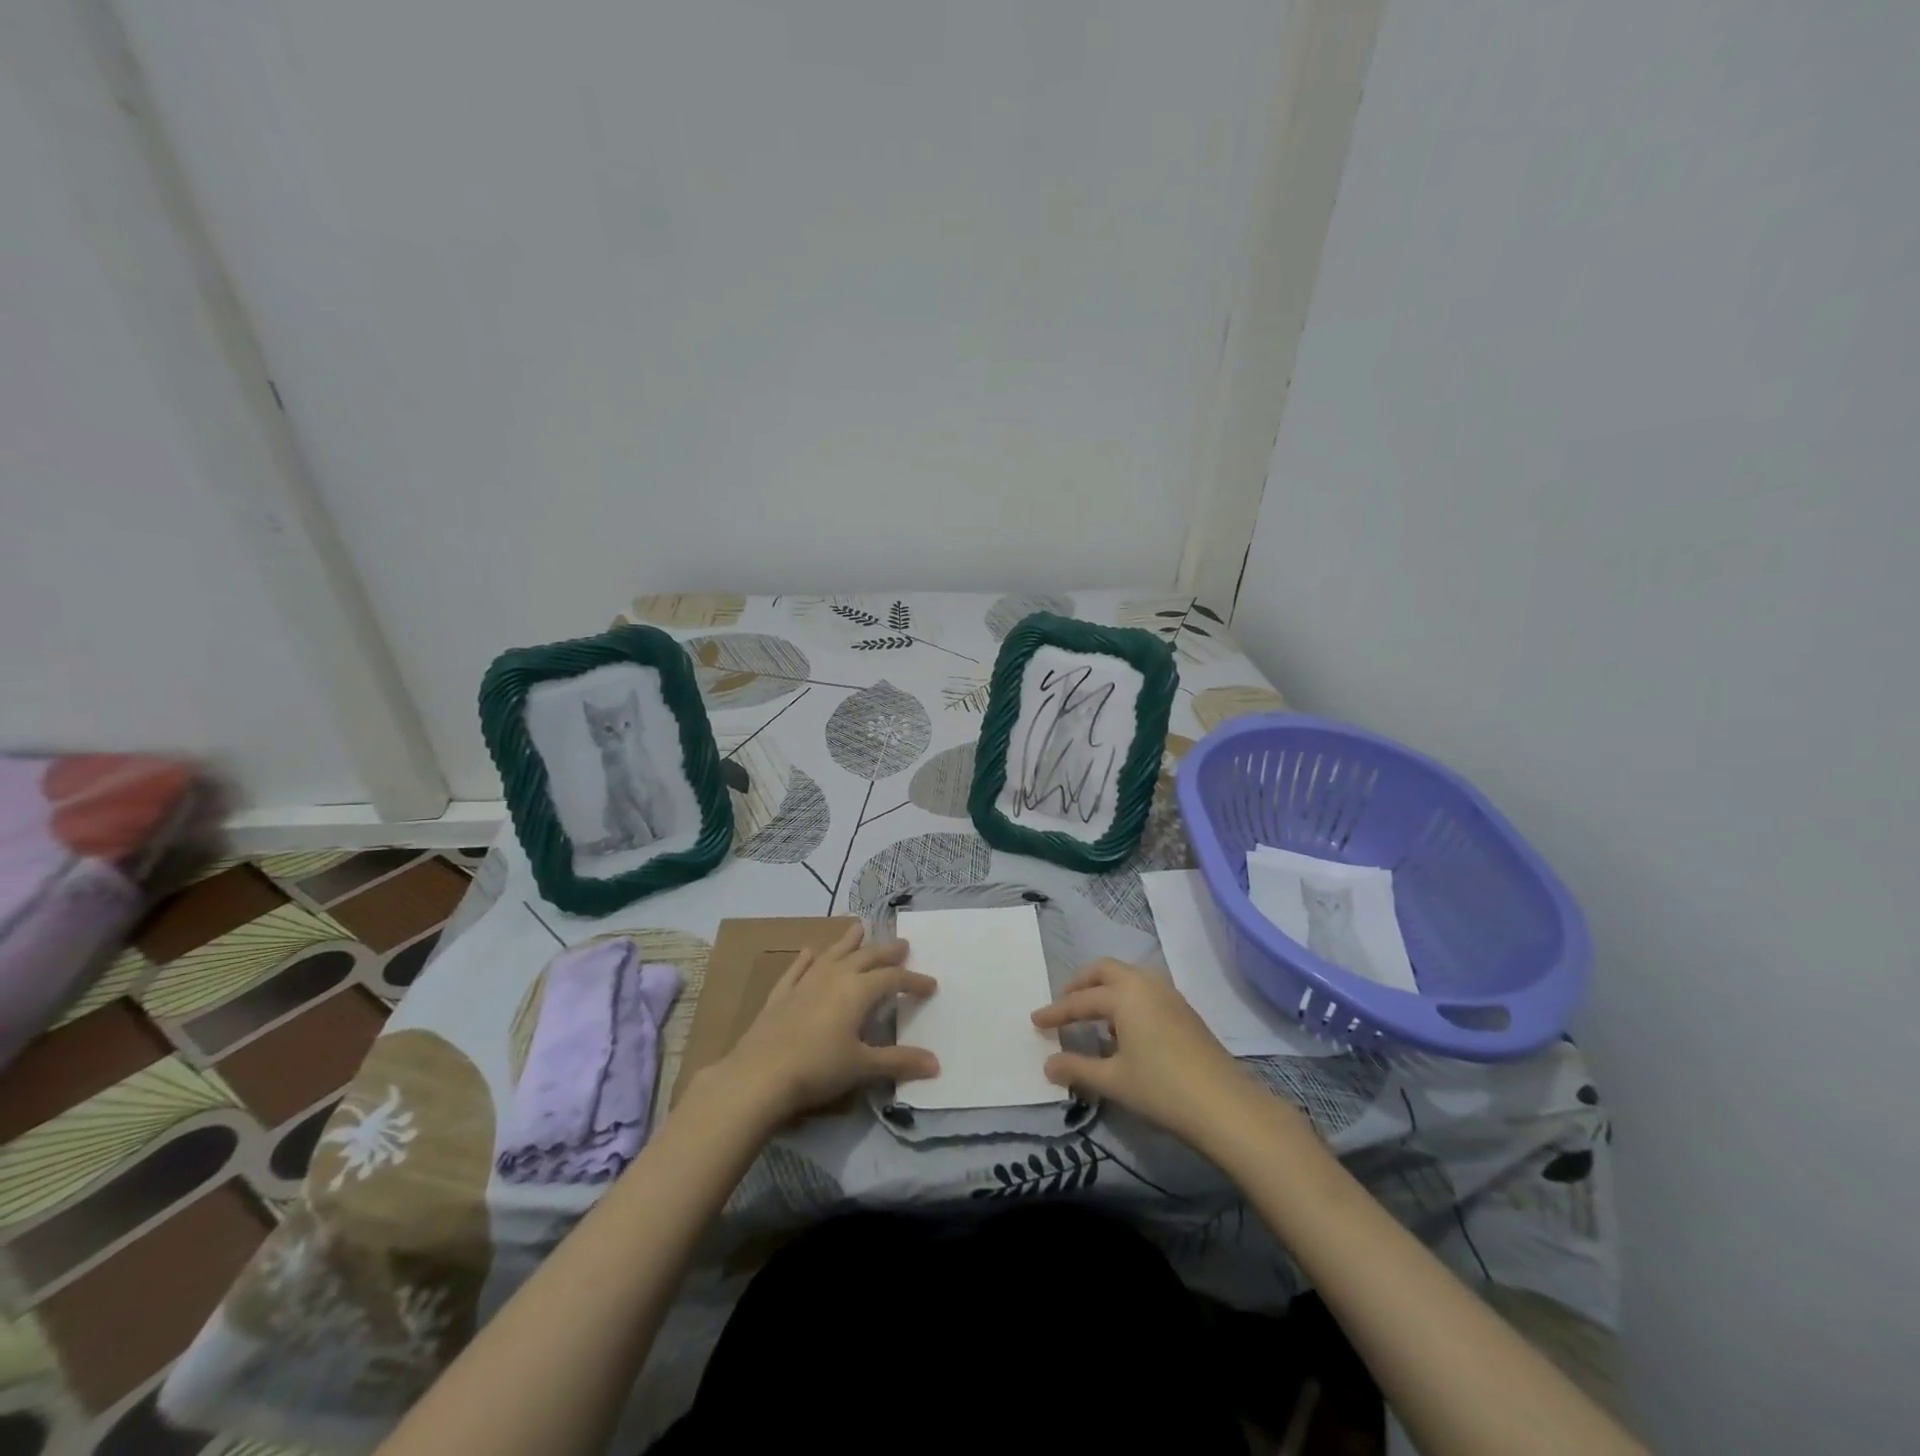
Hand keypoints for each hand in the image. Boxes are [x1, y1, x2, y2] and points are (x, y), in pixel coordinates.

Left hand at [711, 923, 938, 1126]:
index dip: (914, 981)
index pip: (893, 979)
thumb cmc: (818, 1069)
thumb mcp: (863, 1067)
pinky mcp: (781, 994)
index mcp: (858, 990)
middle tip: (903, 944)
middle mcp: (834, 977)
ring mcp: (805, 982)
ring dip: (848, 942)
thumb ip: (899, 1061)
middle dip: (887, 952)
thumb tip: (936, 1064)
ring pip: (833, 954)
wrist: (759, 1076)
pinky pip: (797, 969)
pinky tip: (809, 952)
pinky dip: (806, 960)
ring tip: (859, 927)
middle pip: (866, 957)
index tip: (931, 985)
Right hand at [1032, 959, 1255, 1146]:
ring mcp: (1169, 994)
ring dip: (1106, 990)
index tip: (1035, 1021)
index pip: (1079, 1001)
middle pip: (1104, 971)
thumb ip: (1076, 1068)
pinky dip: (1126, 1000)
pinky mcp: (1184, 1011)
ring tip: (1093, 1018)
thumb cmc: (1161, 1088)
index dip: (1055, 1013)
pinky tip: (1125, 1031)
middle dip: (1081, 985)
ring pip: (1128, 978)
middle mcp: (1145, 983)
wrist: (1225, 1105)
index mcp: (1123, 993)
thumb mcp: (1113, 1081)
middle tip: (1064, 1005)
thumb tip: (1048, 1064)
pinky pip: (1145, 991)